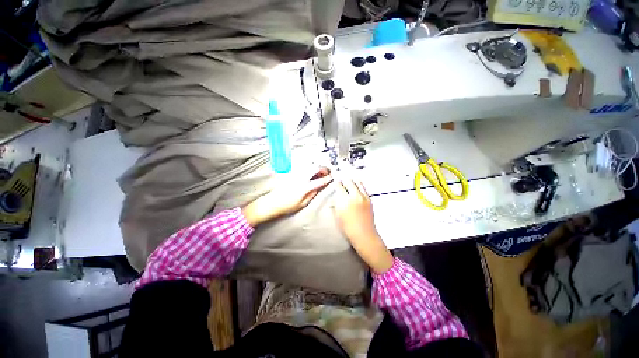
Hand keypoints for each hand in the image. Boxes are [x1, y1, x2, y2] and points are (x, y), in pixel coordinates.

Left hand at [242, 167, 332, 226]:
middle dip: (323, 169)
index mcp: (305, 187)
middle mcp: (301, 178)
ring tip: (319, 171)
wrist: (271, 203)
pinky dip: (309, 167)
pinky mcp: (290, 173)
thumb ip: (312, 194)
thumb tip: (318, 187)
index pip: (319, 181)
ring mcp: (295, 174)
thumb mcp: (302, 204)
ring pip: (308, 166)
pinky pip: (302, 167)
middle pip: (315, 169)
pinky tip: (310, 171)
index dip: (327, 178)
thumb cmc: (287, 206)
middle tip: (327, 172)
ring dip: (316, 167)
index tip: (332, 177)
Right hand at [333, 178, 393, 273]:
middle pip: (349, 182)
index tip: (335, 181)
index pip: (339, 186)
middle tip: (342, 180)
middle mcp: (355, 196)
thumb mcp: (338, 215)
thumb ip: (337, 203)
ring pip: (358, 182)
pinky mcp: (369, 199)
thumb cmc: (348, 227)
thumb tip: (336, 196)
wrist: (363, 234)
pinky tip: (357, 186)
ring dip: (352, 180)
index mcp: (345, 200)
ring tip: (350, 180)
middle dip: (344, 180)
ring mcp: (363, 197)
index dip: (337, 183)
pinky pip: (363, 188)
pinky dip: (359, 185)